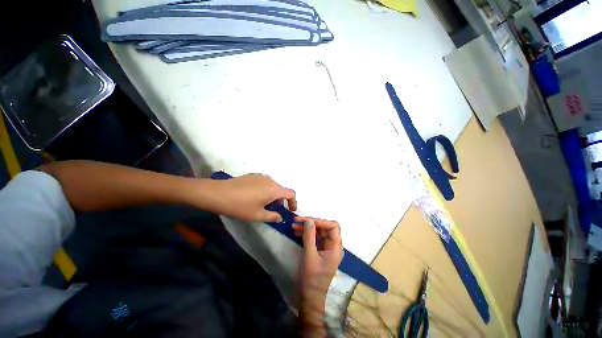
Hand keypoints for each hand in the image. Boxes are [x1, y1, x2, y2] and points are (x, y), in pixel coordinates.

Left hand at [208, 173, 296, 222]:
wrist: (218, 193)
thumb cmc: (240, 206)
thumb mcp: (257, 215)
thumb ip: (273, 217)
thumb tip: (281, 217)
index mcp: (274, 189)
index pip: (291, 193)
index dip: (293, 202)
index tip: (290, 210)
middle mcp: (270, 180)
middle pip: (281, 190)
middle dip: (280, 201)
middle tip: (272, 212)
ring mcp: (261, 176)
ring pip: (272, 187)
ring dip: (272, 196)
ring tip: (261, 205)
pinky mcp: (252, 175)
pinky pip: (264, 183)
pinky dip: (265, 191)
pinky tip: (252, 197)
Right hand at [293, 217, 342, 335]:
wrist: (309, 296)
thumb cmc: (311, 278)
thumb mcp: (309, 255)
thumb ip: (309, 236)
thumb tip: (309, 220)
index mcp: (336, 247)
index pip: (333, 226)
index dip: (321, 221)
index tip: (307, 221)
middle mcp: (333, 246)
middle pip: (325, 228)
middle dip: (311, 223)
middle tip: (297, 221)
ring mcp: (327, 248)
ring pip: (319, 232)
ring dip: (307, 228)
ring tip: (294, 225)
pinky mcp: (320, 251)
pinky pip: (315, 238)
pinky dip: (307, 234)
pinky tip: (297, 232)